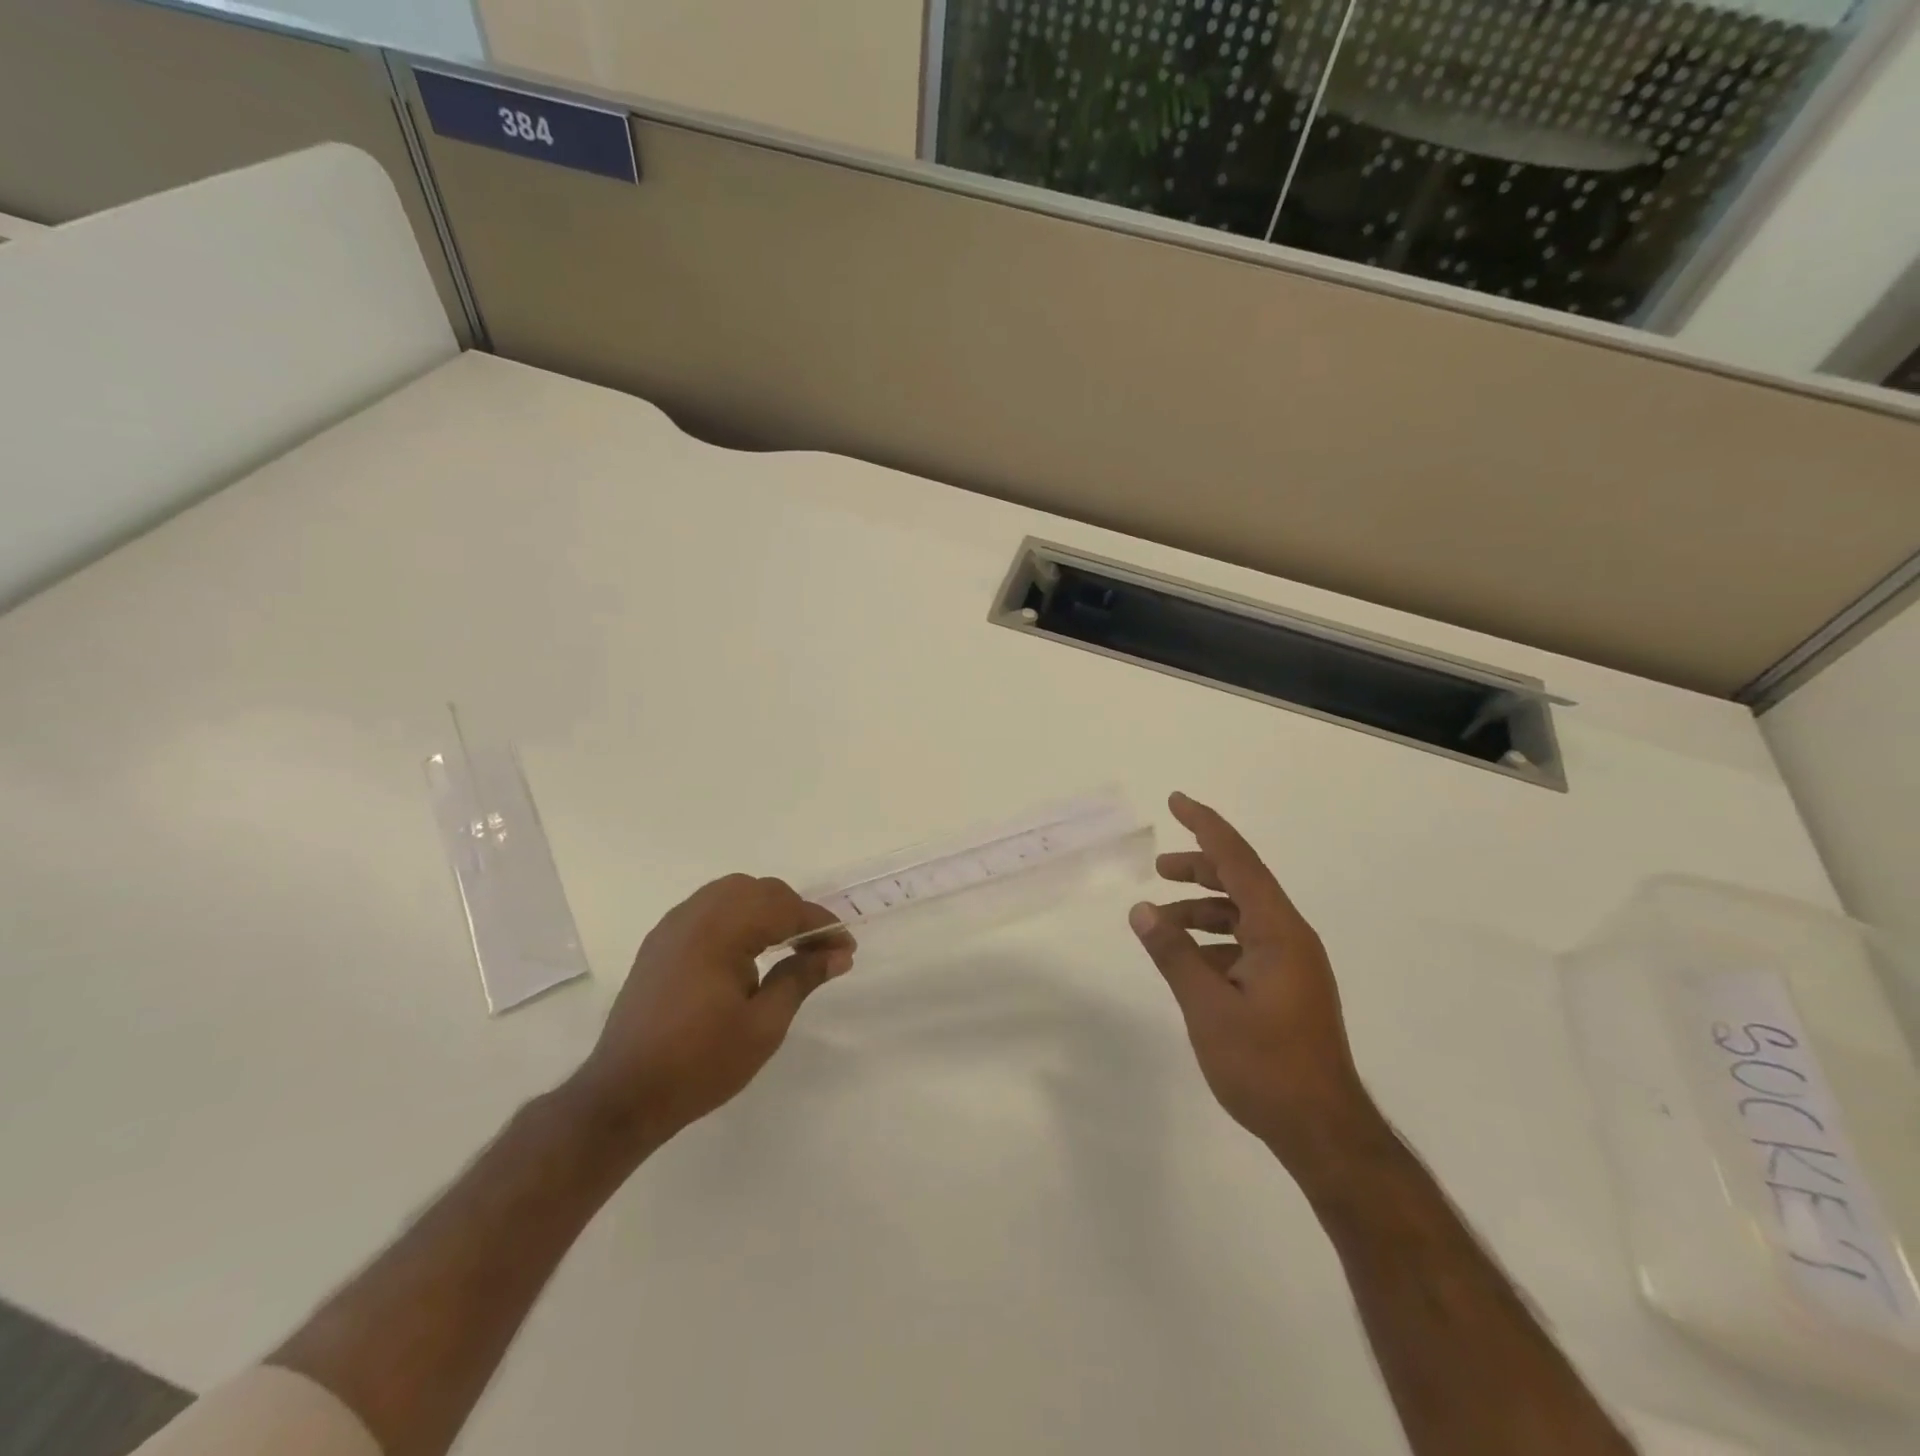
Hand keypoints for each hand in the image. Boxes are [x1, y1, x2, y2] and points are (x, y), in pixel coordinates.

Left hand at [567, 874, 852, 1152]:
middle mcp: (695, 915)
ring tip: (788, 944)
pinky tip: (748, 948)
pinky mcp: (660, 943)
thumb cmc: (700, 1063)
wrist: (623, 1096)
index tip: (846, 949)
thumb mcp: (763, 1026)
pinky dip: (737, 916)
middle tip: (820, 948)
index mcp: (721, 931)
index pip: (784, 909)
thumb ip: (801, 978)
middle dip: (795, 912)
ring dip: (766, 909)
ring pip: (732, 892)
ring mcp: (672, 926)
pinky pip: (708, 908)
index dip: (821, 925)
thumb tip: (839, 954)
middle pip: (759, 890)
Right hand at [1130, 793, 1376, 1172]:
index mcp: (1278, 931)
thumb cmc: (1265, 1065)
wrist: (1323, 1130)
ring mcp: (1293, 964)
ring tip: (1161, 923)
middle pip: (1242, 883)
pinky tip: (1189, 962)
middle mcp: (1291, 938)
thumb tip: (1142, 910)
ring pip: (1242, 916)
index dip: (1205, 827)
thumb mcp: (1207, 1007)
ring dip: (1202, 911)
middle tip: (1157, 868)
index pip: (1238, 861)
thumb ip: (1174, 953)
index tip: (1176, 801)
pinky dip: (1214, 942)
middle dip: (1198, 870)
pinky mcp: (1288, 988)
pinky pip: (1246, 945)